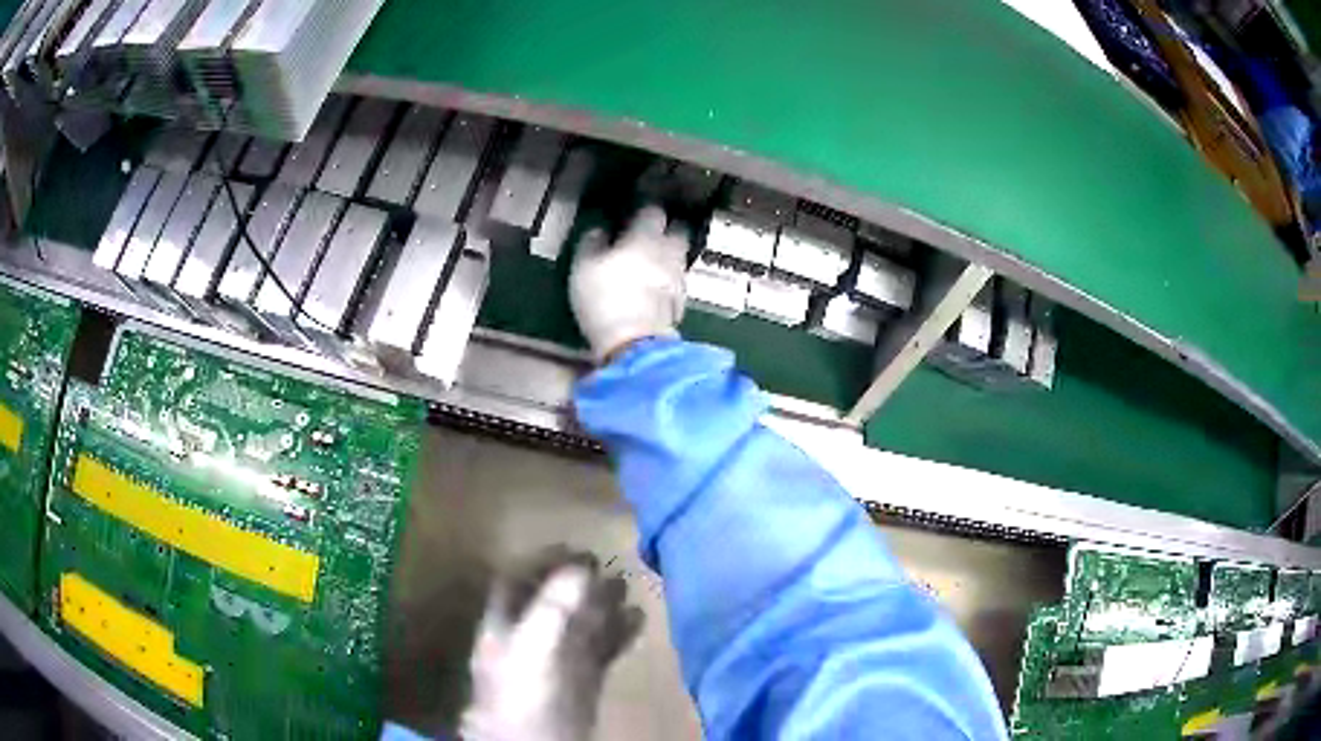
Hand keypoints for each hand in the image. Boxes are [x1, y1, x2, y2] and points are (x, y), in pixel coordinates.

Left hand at [460, 547, 644, 740]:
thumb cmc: (525, 692)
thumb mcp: (533, 645)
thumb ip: (554, 606)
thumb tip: (580, 567)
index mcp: (502, 626)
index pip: (516, 581)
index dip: (541, 561)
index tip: (576, 546)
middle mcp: (526, 640)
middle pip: (551, 601)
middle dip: (579, 581)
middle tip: (610, 564)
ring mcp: (555, 662)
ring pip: (579, 625)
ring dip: (602, 604)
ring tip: (627, 587)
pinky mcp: (581, 682)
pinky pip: (600, 650)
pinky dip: (619, 633)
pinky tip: (638, 620)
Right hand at [569, 207, 688, 361]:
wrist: (634, 342)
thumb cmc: (605, 297)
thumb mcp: (583, 267)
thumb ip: (591, 244)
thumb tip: (599, 231)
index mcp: (646, 237)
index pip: (653, 212)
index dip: (645, 211)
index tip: (636, 213)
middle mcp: (669, 253)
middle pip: (679, 231)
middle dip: (669, 229)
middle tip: (653, 235)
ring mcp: (679, 279)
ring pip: (680, 258)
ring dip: (670, 257)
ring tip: (653, 263)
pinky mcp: (682, 303)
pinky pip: (677, 283)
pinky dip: (669, 282)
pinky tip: (656, 290)